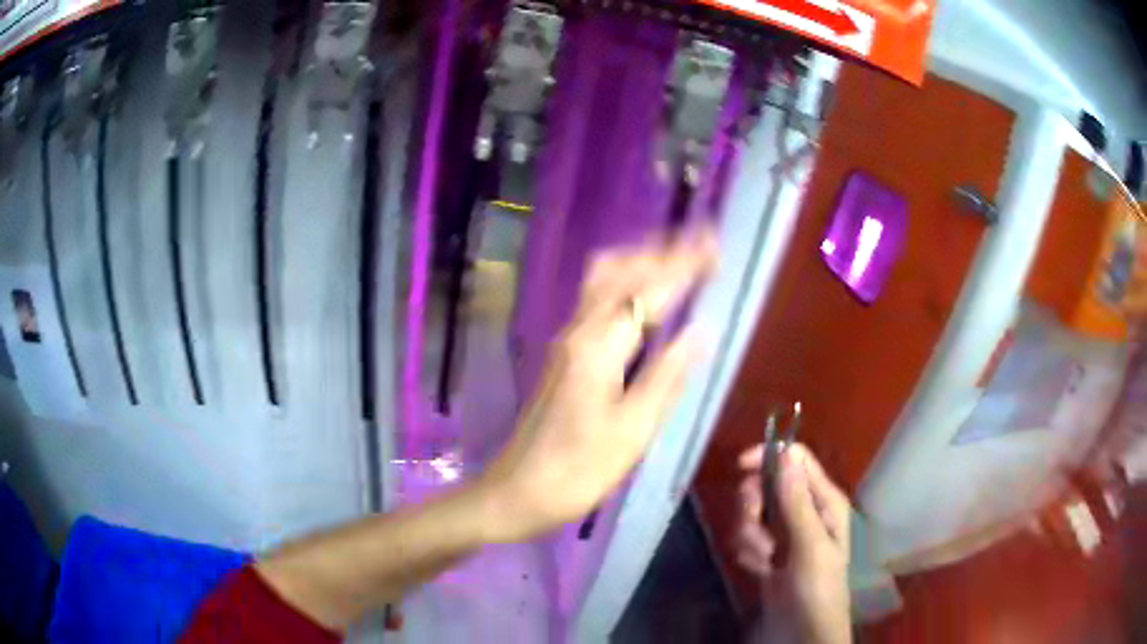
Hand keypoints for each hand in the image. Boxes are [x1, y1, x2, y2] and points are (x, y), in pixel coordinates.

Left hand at [481, 229, 716, 542]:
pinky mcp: (564, 354)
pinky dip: (626, 282)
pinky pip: (597, 299)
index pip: (648, 290)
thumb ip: (666, 377)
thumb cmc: (578, 472)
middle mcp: (579, 331)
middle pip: (620, 270)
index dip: (683, 265)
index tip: (715, 245)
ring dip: (641, 261)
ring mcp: (567, 340)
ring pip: (603, 280)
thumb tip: (701, 331)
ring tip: (679, 260)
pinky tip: (646, 295)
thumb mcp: (632, 433)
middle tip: (704, 246)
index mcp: (598, 348)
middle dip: (662, 251)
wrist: (517, 491)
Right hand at [735, 444, 851, 643]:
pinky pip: (746, 538)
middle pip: (766, 484)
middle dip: (753, 507)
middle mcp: (804, 511)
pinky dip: (747, 553)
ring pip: (752, 513)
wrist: (802, 635)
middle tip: (756, 531)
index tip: (739, 468)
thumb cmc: (816, 590)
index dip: (768, 457)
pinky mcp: (767, 553)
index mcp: (823, 501)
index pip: (795, 459)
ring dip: (749, 537)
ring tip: (762, 562)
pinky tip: (759, 571)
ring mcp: (784, 534)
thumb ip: (796, 502)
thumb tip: (784, 453)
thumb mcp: (809, 547)